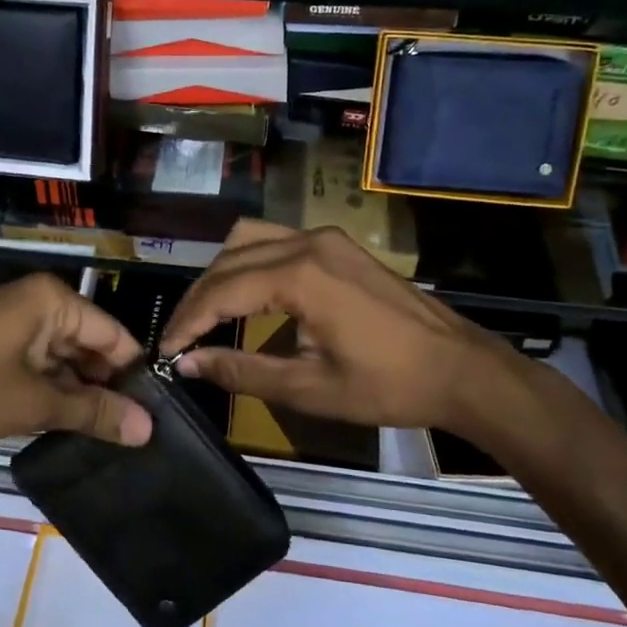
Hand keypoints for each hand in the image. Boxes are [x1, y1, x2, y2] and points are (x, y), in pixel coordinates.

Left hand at [0, 273, 151, 449]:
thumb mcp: (32, 403)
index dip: (134, 375)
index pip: (113, 334)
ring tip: (116, 441)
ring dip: (81, 397)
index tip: (160, 415)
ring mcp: (14, 330)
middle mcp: (37, 306)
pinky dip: (53, 398)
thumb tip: (148, 428)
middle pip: (90, 348)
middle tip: (140, 435)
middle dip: (108, 389)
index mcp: (51, 301)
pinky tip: (74, 431)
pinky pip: (38, 372)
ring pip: (64, 363)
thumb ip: (91, 412)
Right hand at [160, 220, 556, 446]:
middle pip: (230, 258)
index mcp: (300, 275)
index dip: (188, 321)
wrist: (461, 368)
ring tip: (206, 314)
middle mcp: (307, 242)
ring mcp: (325, 238)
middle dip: (199, 297)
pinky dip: (249, 262)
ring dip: (221, 272)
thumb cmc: (389, 385)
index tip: (165, 351)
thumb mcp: (310, 388)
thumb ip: (242, 371)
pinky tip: (245, 294)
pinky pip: (276, 240)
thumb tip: (188, 365)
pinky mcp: (338, 244)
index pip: (222, 290)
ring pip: (250, 238)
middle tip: (180, 338)